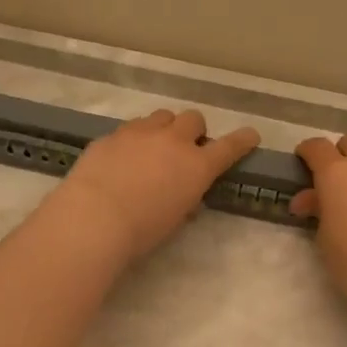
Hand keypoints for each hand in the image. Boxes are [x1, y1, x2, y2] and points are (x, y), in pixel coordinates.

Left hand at [51, 109, 260, 263]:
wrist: (95, 216)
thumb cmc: (142, 230)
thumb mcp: (175, 219)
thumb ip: (185, 200)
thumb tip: (185, 196)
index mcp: (197, 166)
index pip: (229, 147)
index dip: (242, 140)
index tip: (250, 136)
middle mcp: (173, 141)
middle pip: (193, 119)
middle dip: (193, 131)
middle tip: (185, 149)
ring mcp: (141, 133)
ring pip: (162, 116)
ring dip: (164, 129)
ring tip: (152, 149)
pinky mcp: (113, 135)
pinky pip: (131, 128)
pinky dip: (134, 139)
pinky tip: (122, 159)